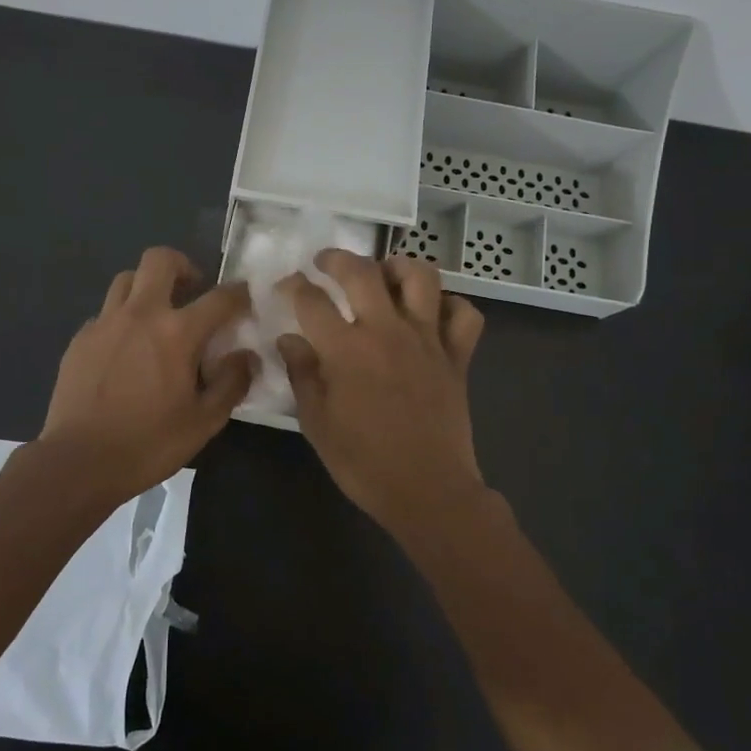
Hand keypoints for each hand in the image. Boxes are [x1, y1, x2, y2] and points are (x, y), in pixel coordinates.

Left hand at [38, 246, 255, 504]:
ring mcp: (104, 323)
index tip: (245, 298)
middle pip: (160, 260)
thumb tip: (247, 356)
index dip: (239, 293)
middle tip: (192, 290)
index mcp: (176, 333)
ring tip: (157, 315)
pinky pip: (105, 312)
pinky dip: (121, 319)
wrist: (78, 462)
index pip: (219, 297)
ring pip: (126, 279)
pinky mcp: (79, 339)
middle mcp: (140, 315)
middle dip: (182, 265)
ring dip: (147, 286)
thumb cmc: (148, 444)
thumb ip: (231, 383)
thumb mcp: (204, 422)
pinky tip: (125, 349)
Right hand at [277, 251, 489, 537]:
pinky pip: (464, 315)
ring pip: (421, 278)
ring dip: (399, 267)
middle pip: (363, 272)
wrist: (428, 491)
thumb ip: (302, 374)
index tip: (285, 285)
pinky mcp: (457, 356)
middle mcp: (387, 331)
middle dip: (338, 259)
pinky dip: (451, 306)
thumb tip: (289, 339)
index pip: (311, 300)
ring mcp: (428, 340)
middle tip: (326, 262)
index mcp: (346, 349)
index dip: (293, 286)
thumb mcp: (317, 423)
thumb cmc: (363, 462)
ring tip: (385, 274)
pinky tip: (433, 314)